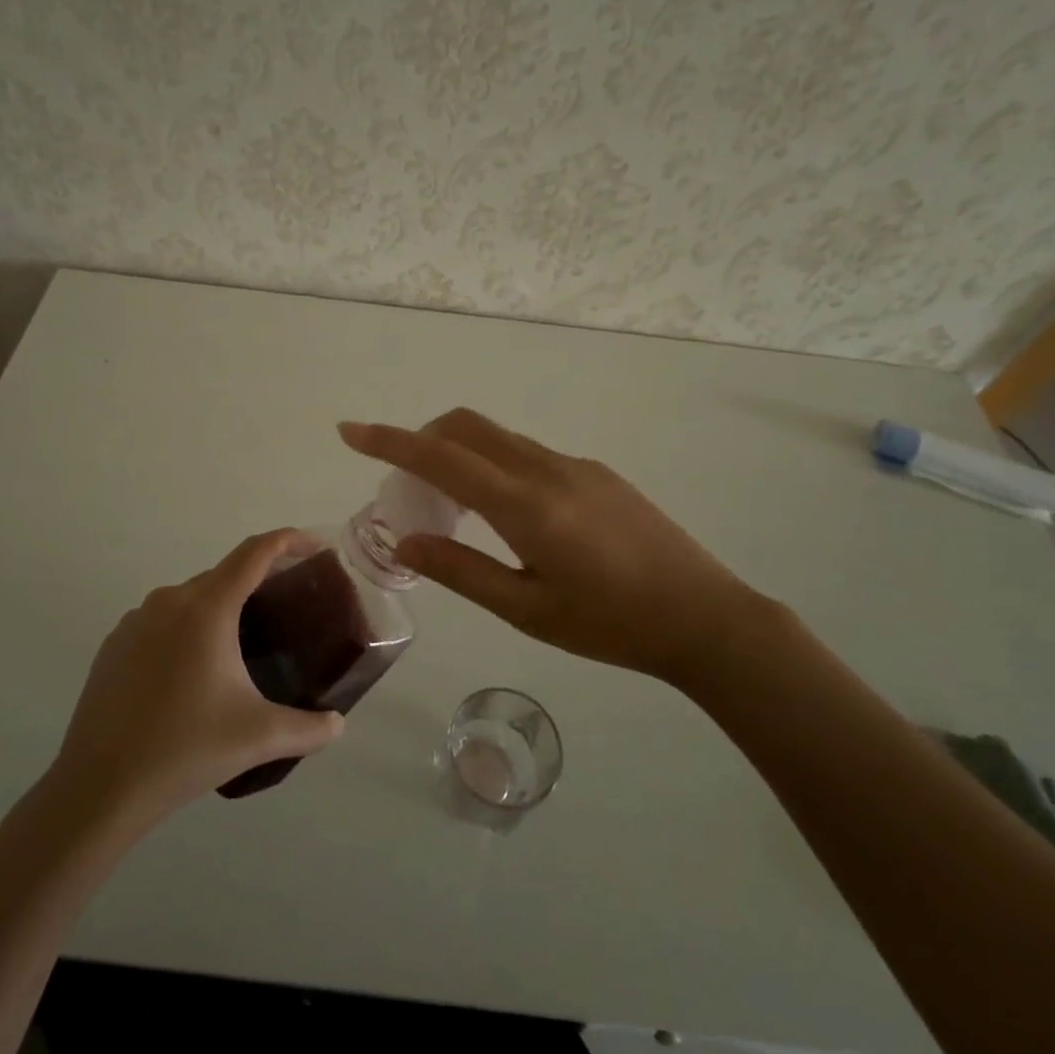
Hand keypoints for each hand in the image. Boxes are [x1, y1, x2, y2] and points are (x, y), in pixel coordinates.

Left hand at [52, 529, 345, 824]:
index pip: (255, 553)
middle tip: (287, 611)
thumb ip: (309, 729)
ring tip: (243, 646)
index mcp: (207, 609)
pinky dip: (188, 629)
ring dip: (222, 609)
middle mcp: (170, 601)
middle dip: (259, 583)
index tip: (315, 547)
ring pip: (192, 599)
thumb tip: (338, 724)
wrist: (98, 787)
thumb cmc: (184, 750)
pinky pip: (162, 621)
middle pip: (225, 575)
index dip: (289, 541)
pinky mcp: (114, 644)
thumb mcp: (259, 738)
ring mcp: (136, 620)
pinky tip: (194, 672)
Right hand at [339, 410, 783, 689]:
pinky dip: (494, 465)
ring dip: (460, 454)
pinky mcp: (597, 472)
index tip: (349, 430)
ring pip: (499, 438)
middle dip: (423, 439)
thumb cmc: (611, 626)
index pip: (441, 458)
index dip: (389, 441)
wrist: (706, 617)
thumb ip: (461, 570)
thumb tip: (405, 538)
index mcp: (526, 506)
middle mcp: (547, 469)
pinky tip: (507, 515)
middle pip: (468, 427)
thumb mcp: (527, 610)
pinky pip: (528, 453)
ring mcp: (576, 465)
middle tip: (405, 484)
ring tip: (453, 509)